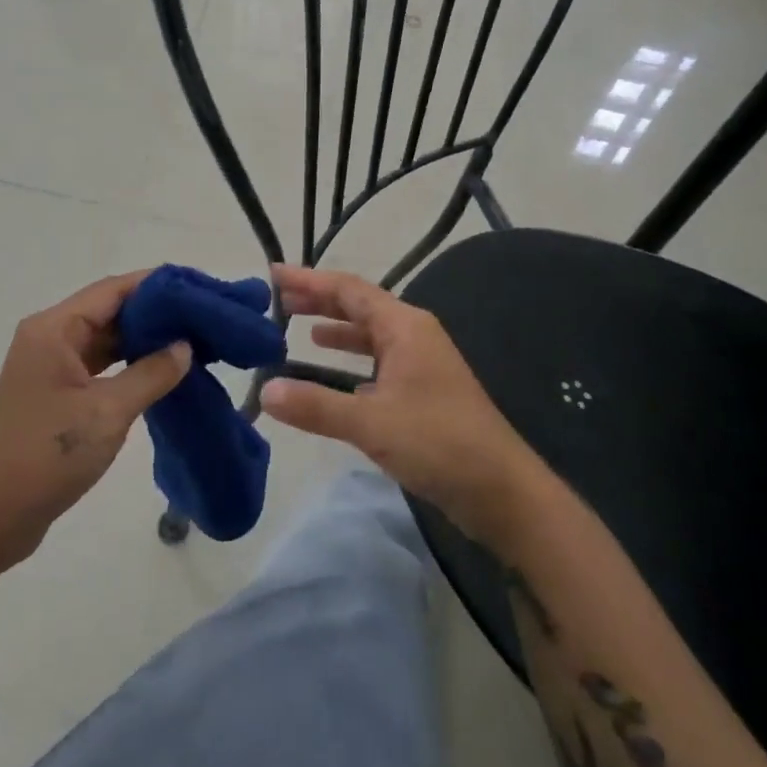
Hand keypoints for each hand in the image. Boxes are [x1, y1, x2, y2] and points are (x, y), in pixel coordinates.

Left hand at [0, 272, 189, 576]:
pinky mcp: (54, 397)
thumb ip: (150, 374)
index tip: (196, 290)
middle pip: (108, 311)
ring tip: (191, 342)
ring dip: (143, 342)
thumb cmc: (44, 456)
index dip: (156, 285)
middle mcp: (49, 339)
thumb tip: (185, 346)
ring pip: (104, 341)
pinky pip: (98, 368)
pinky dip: (128, 367)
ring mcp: (50, 369)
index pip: (113, 290)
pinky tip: (161, 373)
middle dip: (154, 314)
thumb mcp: (106, 413)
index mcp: (54, 329)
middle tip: (202, 319)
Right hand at [261, 265, 545, 550]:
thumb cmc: (438, 443)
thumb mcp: (371, 423)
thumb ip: (315, 405)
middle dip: (319, 301)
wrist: (503, 492)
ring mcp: (421, 364)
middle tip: (278, 301)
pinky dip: (352, 361)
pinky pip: (378, 362)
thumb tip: (264, 391)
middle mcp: (413, 335)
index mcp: (404, 327)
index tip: (272, 274)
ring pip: (370, 335)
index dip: (308, 280)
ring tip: (299, 329)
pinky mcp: (424, 391)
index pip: (348, 289)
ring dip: (336, 330)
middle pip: (359, 306)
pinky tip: (333, 376)